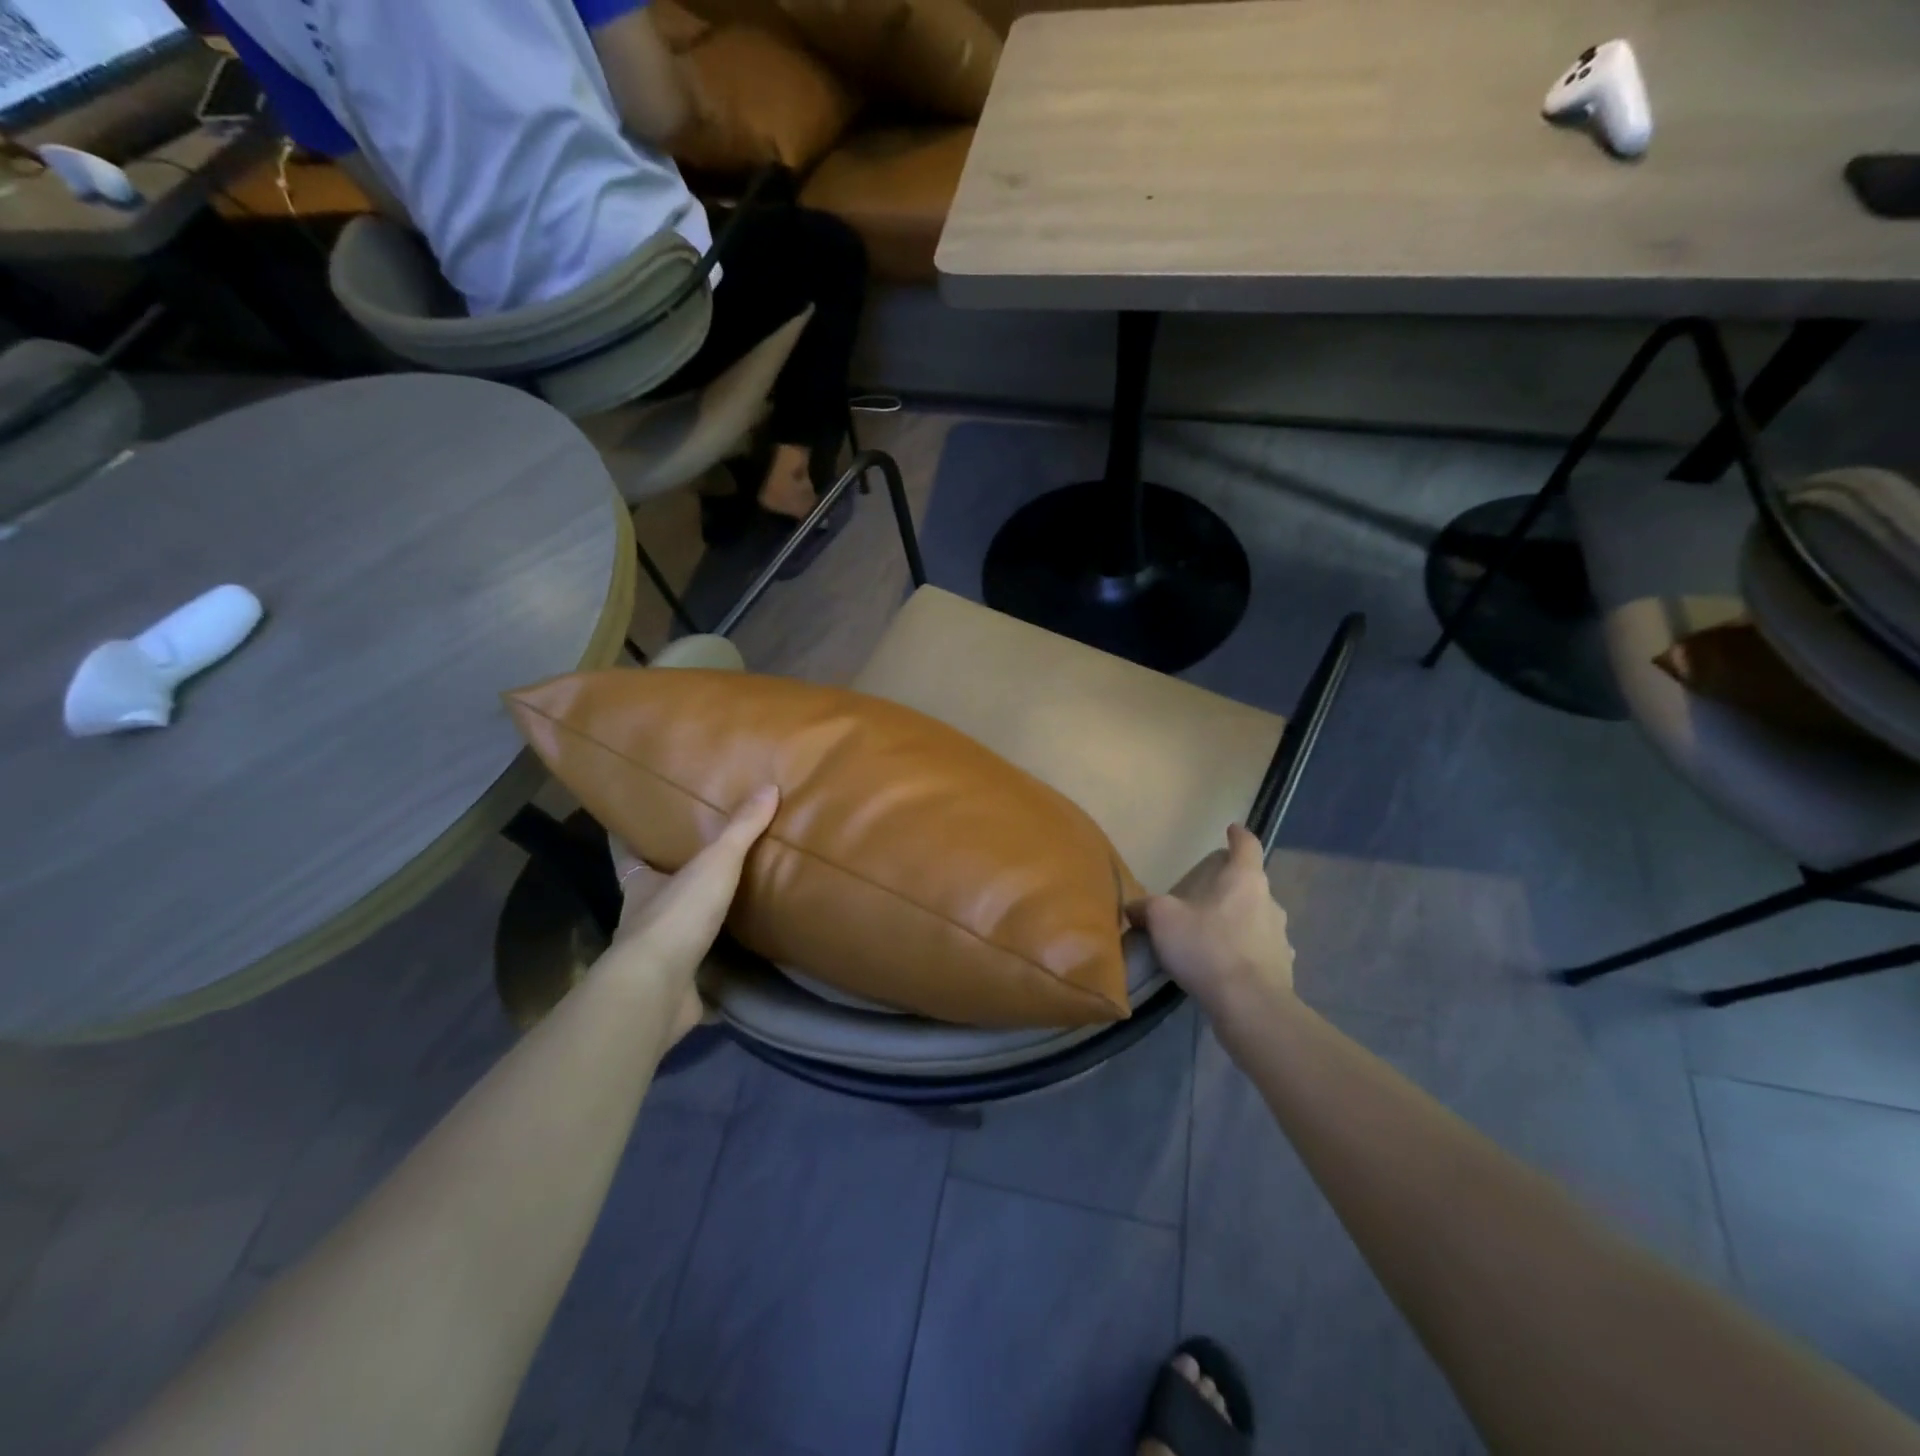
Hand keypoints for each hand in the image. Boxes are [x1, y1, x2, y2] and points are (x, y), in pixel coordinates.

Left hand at [598, 785, 779, 1047]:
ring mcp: (654, 957)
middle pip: (650, 892)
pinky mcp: (672, 987)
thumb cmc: (677, 916)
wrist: (657, 990)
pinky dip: (708, 966)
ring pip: (670, 931)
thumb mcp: (715, 863)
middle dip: (666, 879)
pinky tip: (731, 961)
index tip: (632, 823)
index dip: (628, 838)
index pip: (627, 854)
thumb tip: (769, 788)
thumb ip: (740, 829)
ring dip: (688, 922)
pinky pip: (693, 970)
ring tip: (721, 905)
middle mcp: (640, 918)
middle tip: (697, 861)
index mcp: (640, 884)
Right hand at [1127, 824, 1294, 1013]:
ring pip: (1258, 919)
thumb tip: (1134, 907)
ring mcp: (1281, 938)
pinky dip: (1246, 953)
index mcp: (1245, 880)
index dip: (1238, 835)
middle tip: (1205, 896)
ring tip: (1213, 936)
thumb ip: (1146, 907)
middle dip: (1231, 887)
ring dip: (1239, 922)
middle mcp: (1270, 903)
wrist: (1249, 1005)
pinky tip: (1227, 967)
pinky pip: (1261, 952)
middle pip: (1252, 885)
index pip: (1247, 846)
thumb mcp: (1163, 920)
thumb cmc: (1206, 948)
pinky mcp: (1284, 969)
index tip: (1231, 829)